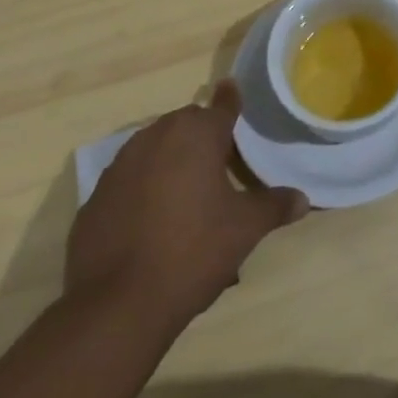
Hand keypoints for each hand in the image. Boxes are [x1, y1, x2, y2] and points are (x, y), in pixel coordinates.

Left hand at [66, 81, 307, 334]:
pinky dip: (141, 189)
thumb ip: (274, 207)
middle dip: (201, 136)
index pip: (221, 105)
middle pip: (185, 125)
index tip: (232, 90)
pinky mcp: (94, 199)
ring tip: (186, 192)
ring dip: (170, 160)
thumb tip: (303, 200)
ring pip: (153, 149)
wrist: (116, 306)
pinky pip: (127, 181)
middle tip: (219, 162)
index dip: (230, 100)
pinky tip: (150, 221)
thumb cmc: (192, 252)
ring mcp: (119, 167)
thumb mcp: (245, 229)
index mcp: (196, 135)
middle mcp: (156, 137)